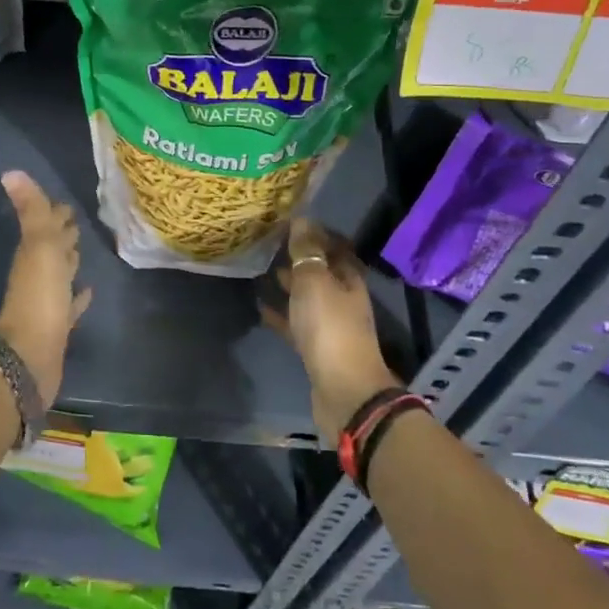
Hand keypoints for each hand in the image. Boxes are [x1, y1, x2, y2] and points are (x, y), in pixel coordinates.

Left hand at [0, 170, 91, 402]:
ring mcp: (47, 302)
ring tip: (82, 250)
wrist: (30, 355)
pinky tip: (88, 292)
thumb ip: (32, 211)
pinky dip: (77, 297)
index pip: (46, 226)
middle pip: (52, 249)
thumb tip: (10, 172)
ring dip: (69, 262)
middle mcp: (37, 274)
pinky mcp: (58, 326)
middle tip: (77, 221)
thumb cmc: (38, 296)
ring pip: (60, 275)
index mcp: (33, 254)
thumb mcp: (38, 246)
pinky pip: (69, 305)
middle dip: (63, 234)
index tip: (66, 202)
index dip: (54, 213)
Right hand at [261, 218, 399, 440]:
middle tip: (269, 243)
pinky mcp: (316, 348)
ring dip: (289, 284)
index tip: (288, 221)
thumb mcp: (315, 281)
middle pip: (320, 271)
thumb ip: (307, 251)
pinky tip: (260, 307)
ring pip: (307, 297)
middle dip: (299, 257)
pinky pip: (295, 323)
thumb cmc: (330, 327)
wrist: (343, 390)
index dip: (314, 232)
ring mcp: (330, 324)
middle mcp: (342, 298)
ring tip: (261, 270)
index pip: (334, 246)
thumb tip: (301, 218)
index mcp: (348, 278)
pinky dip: (280, 314)